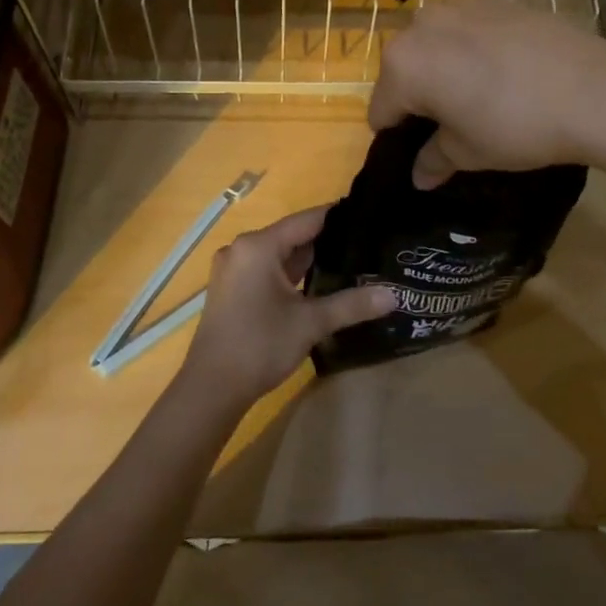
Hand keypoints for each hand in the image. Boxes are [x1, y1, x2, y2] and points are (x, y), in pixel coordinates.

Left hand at [178, 206, 395, 409]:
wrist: (211, 388)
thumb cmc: (259, 345)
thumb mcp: (310, 323)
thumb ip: (352, 304)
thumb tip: (394, 295)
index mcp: (258, 246)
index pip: (307, 220)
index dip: (339, 218)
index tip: (370, 217)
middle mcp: (242, 249)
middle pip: (293, 236)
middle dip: (328, 242)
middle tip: (367, 244)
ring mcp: (234, 270)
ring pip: (280, 256)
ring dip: (310, 261)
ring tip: (352, 262)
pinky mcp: (232, 290)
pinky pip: (267, 271)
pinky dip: (292, 275)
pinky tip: (320, 284)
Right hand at [369, 1, 605, 187]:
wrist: (593, 90)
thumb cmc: (515, 126)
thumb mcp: (469, 152)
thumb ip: (434, 160)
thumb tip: (419, 175)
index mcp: (404, 65)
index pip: (381, 110)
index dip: (397, 137)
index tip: (423, 152)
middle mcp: (422, 25)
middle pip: (405, 70)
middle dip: (420, 97)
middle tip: (455, 124)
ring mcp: (462, 6)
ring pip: (437, 45)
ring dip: (446, 69)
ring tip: (485, 95)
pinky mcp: (499, 0)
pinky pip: (471, 30)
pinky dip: (476, 49)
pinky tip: (510, 72)